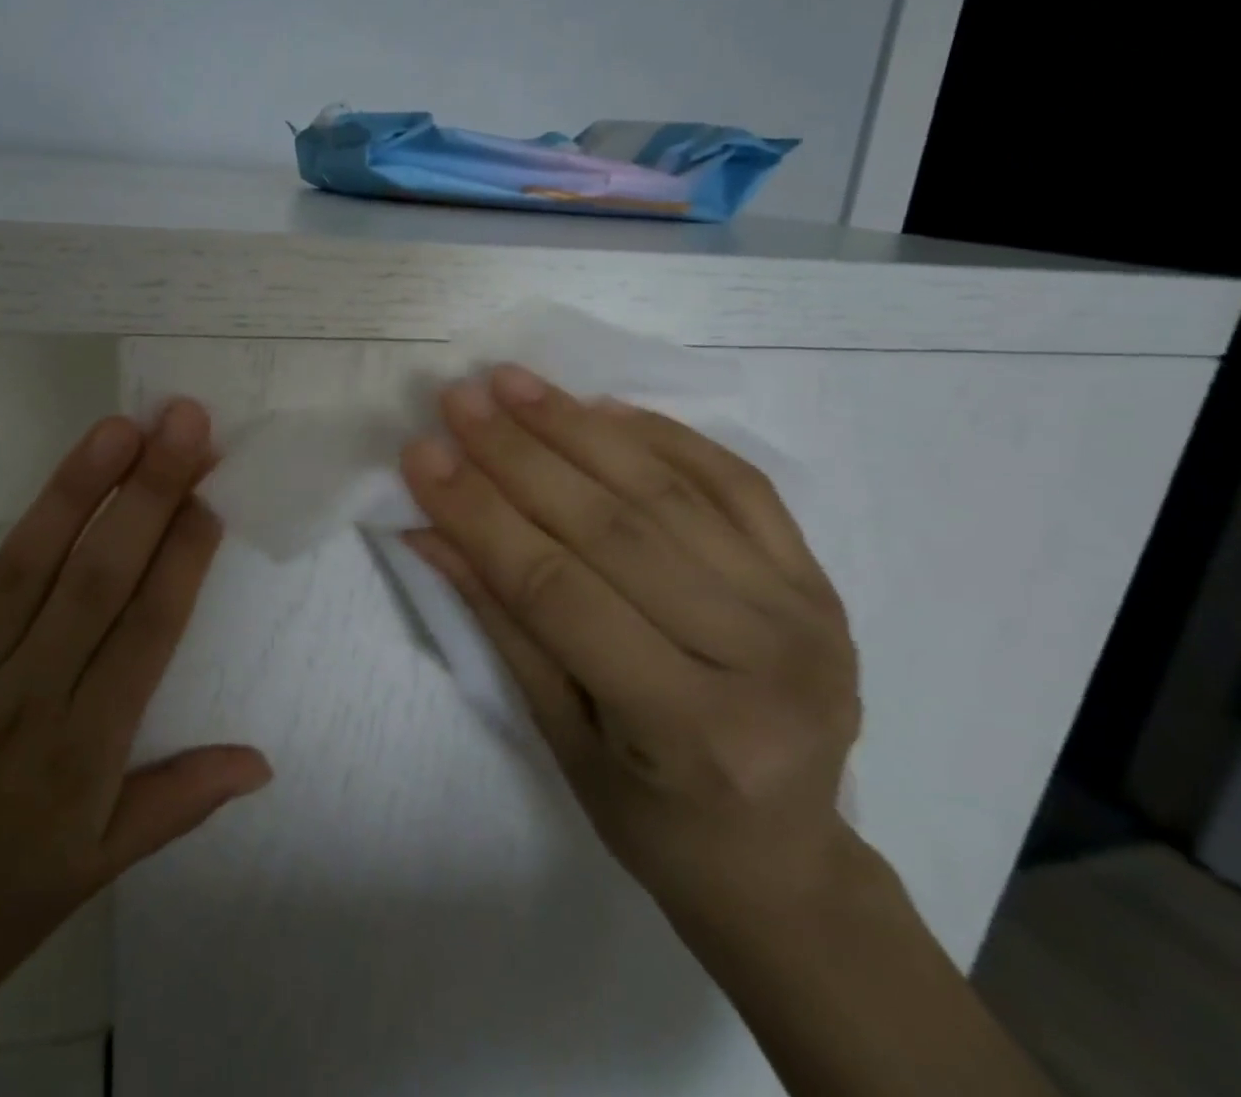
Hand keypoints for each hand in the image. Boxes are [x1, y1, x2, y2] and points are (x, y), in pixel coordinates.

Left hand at [0, 402, 270, 1096]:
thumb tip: (263, 762)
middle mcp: (24, 700)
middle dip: (149, 492)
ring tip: (116, 427)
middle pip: (99, 577)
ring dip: (74, 489)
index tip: (213, 491)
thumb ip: (178, 802)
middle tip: (183, 421)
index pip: (151, 628)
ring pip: (25, 564)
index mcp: (82, 753)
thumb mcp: (90, 875)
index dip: (186, 554)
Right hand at [399, 364, 861, 927]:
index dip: (480, 514)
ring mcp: (805, 611)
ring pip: (669, 493)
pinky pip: (736, 481)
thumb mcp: (558, 735)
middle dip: (520, 454)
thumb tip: (428, 529)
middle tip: (459, 398)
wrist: (784, 857)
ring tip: (513, 382)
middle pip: (614, 528)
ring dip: (577, 427)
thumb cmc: (652, 818)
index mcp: (689, 729)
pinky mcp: (818, 578)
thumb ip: (499, 620)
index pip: (557, 590)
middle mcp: (763, 661)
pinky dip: (663, 434)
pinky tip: (600, 405)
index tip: (422, 454)